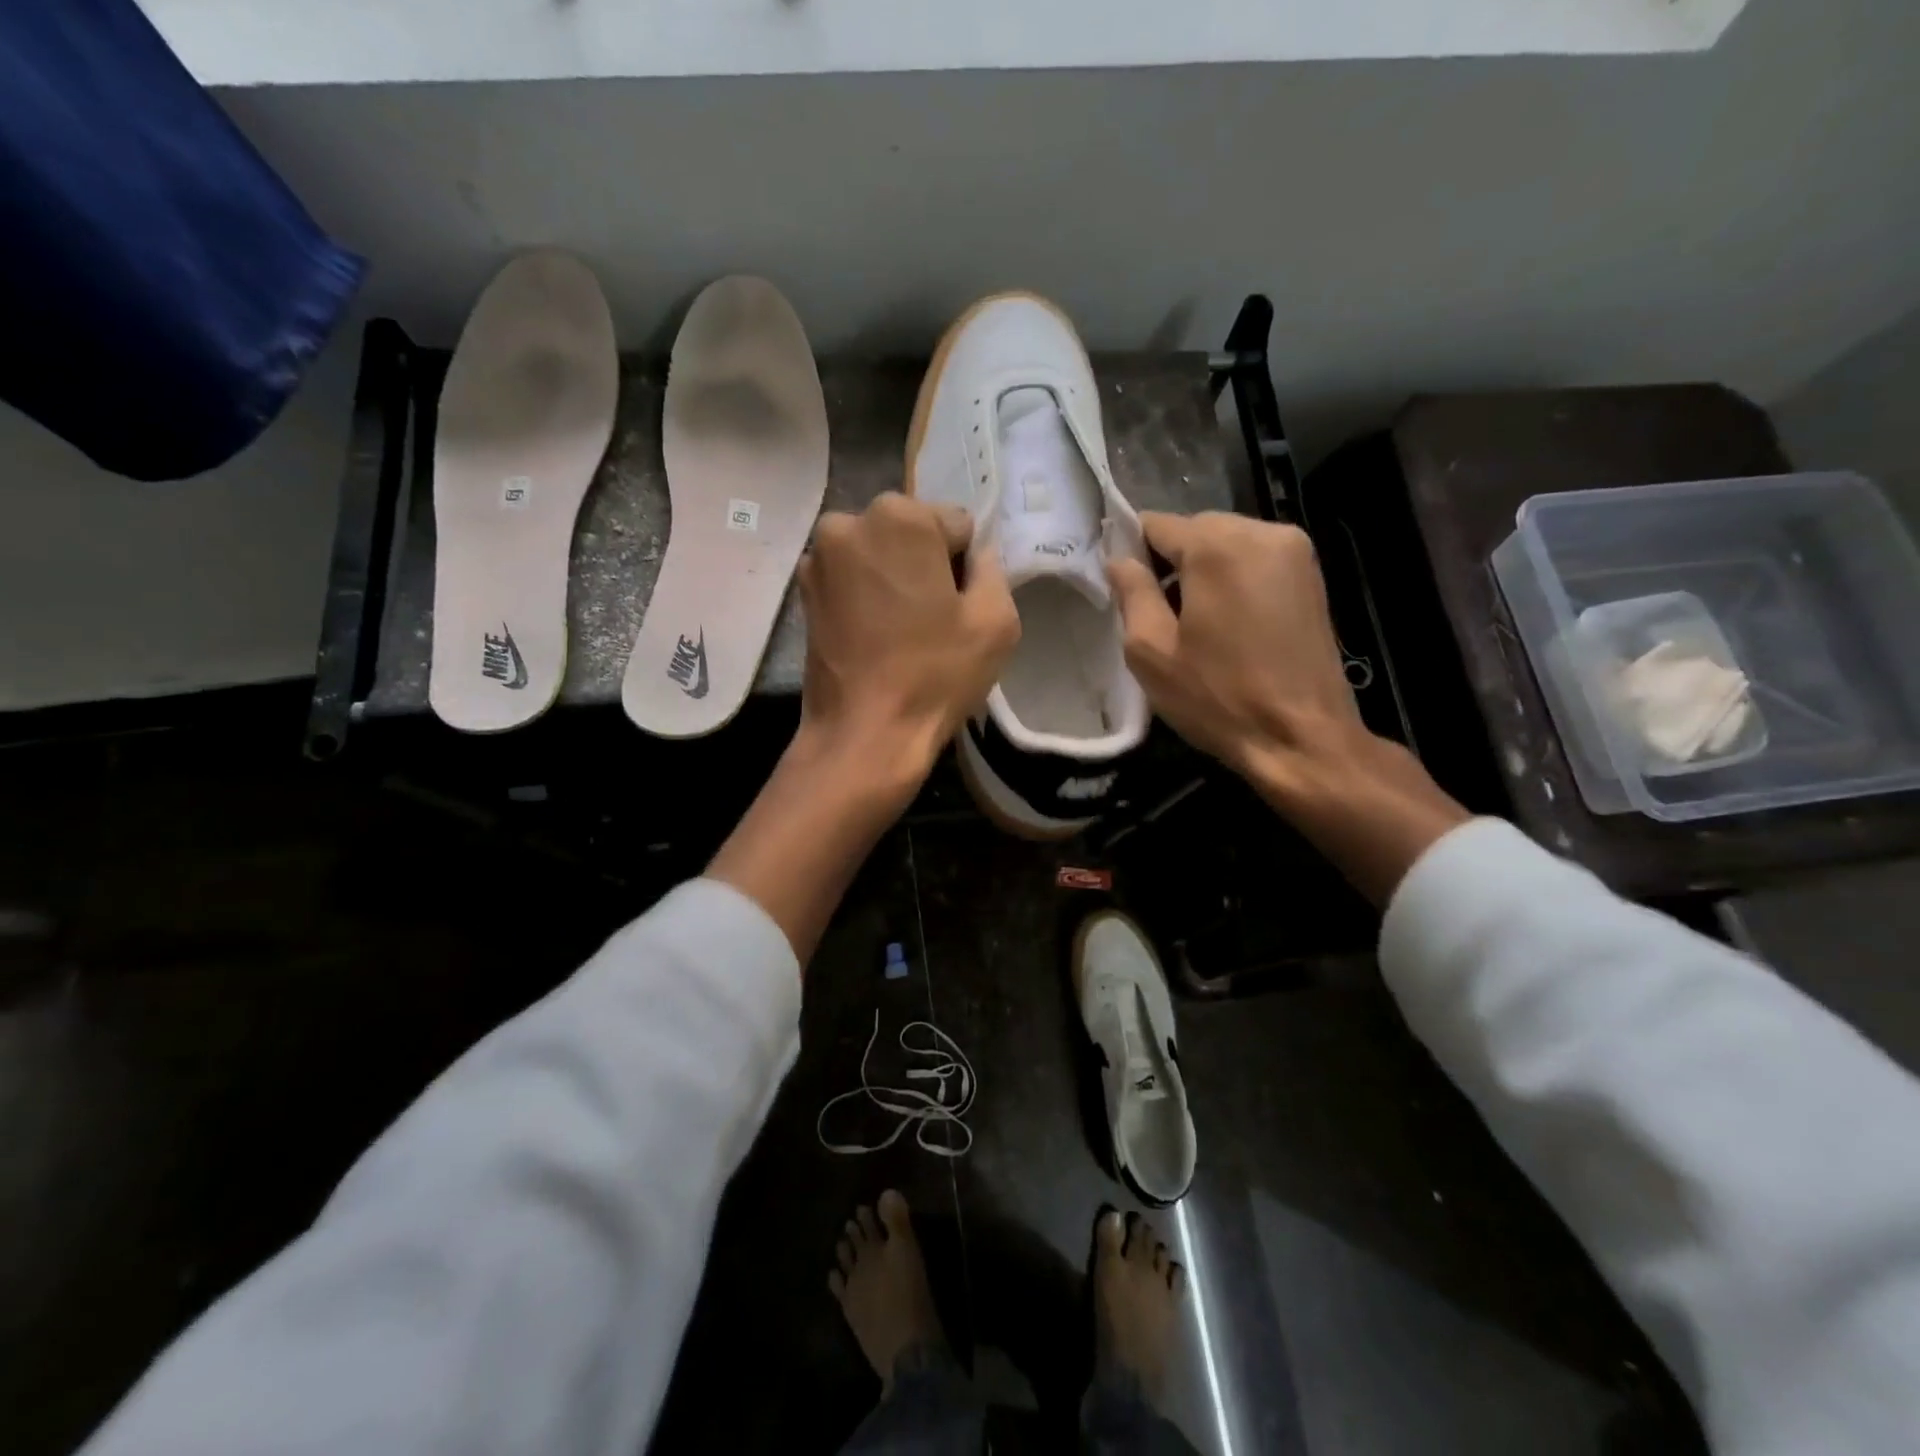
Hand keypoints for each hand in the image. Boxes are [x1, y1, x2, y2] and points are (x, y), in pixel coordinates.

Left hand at [796, 492, 1019, 800]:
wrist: (864, 733)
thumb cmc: (935, 675)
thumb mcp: (997, 620)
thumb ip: (993, 569)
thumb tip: (976, 555)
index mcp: (900, 517)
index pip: (956, 525)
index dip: (965, 566)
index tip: (959, 605)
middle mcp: (849, 522)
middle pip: (910, 533)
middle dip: (925, 563)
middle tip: (933, 618)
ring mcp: (817, 557)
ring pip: (878, 555)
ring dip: (894, 579)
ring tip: (902, 631)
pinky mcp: (803, 592)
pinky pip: (851, 579)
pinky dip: (866, 596)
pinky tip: (875, 636)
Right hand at [1106, 512, 1360, 784]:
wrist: (1302, 738)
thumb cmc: (1218, 697)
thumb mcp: (1151, 651)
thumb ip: (1131, 593)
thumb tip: (1119, 560)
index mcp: (1217, 546)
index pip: (1156, 524)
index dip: (1132, 553)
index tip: (1126, 591)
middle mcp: (1262, 532)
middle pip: (1195, 529)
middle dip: (1171, 562)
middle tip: (1160, 614)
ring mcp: (1295, 551)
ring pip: (1227, 543)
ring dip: (1204, 571)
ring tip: (1197, 623)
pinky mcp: (1313, 575)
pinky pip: (1256, 560)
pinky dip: (1234, 579)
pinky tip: (1230, 623)